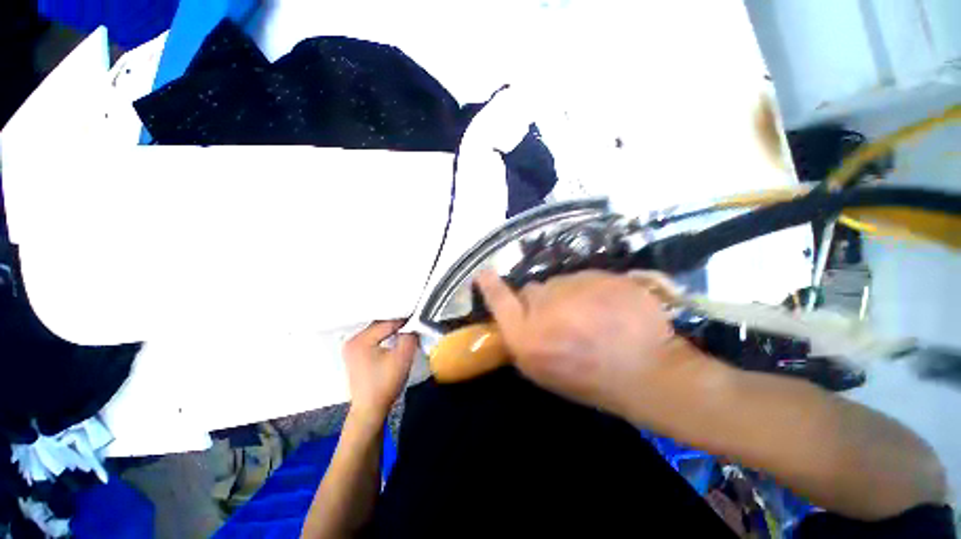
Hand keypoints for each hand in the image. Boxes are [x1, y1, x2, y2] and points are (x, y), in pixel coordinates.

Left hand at [343, 320, 418, 421]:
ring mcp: (351, 348)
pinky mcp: (355, 355)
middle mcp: (352, 340)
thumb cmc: (385, 383)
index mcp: (360, 340)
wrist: (370, 409)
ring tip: (406, 332)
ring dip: (391, 331)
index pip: (387, 322)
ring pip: (377, 331)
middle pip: (380, 324)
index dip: (405, 321)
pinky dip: (384, 338)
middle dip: (397, 325)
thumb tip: (412, 325)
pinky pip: (373, 339)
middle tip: (413, 326)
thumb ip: (410, 336)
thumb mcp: (403, 357)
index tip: (419, 321)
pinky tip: (394, 341)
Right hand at [475, 270, 679, 414]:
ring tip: (591, 317)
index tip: (484, 274)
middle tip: (564, 319)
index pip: (500, 301)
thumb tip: (520, 315)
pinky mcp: (602, 276)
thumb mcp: (545, 371)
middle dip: (542, 302)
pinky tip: (609, 309)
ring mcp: (576, 286)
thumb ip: (524, 339)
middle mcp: (546, 306)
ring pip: (562, 283)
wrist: (648, 372)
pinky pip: (587, 278)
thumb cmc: (591, 380)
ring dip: (569, 296)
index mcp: (529, 336)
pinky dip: (593, 290)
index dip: (490, 287)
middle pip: (533, 290)